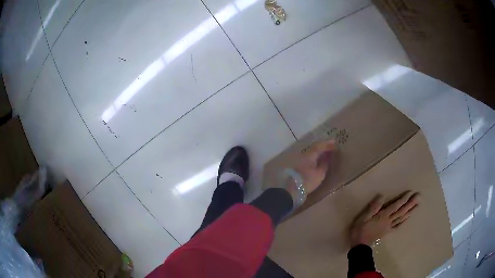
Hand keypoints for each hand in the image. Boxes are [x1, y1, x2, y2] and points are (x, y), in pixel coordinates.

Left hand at [293, 140, 335, 193]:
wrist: (291, 190)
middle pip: (314, 148)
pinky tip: (318, 160)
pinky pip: (309, 157)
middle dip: (323, 147)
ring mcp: (299, 160)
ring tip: (326, 153)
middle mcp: (304, 155)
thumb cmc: (307, 181)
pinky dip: (315, 157)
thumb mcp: (319, 174)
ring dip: (319, 152)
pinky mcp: (297, 166)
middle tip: (331, 147)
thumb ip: (324, 164)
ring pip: (311, 153)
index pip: (319, 146)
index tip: (335, 143)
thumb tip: (327, 157)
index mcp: (309, 155)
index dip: (327, 144)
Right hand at [349, 191, 419, 246]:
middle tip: (418, 197)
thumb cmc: (360, 230)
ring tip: (417, 205)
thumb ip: (373, 207)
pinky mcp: (387, 232)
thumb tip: (382, 196)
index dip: (403, 199)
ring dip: (410, 211)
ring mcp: (389, 227)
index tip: (410, 192)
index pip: (395, 206)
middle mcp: (388, 221)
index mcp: (383, 216)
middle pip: (401, 211)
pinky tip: (408, 217)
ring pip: (401, 218)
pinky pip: (398, 226)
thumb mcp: (363, 217)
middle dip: (410, 204)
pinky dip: (404, 221)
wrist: (359, 246)